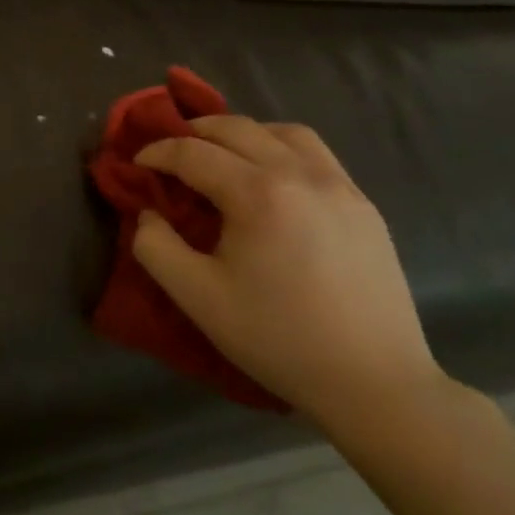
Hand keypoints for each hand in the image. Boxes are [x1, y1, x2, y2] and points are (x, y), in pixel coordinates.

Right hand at [131, 116, 449, 431]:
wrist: (375, 385)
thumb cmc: (278, 339)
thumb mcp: (197, 298)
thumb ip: (155, 247)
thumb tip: (149, 213)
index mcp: (257, 194)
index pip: (193, 152)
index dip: (157, 152)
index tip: (138, 164)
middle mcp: (299, 174)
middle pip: (235, 128)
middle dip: (194, 133)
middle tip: (172, 155)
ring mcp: (339, 186)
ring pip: (281, 132)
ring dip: (243, 134)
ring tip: (224, 157)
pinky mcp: (364, 205)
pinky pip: (316, 153)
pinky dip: (282, 148)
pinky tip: (272, 179)